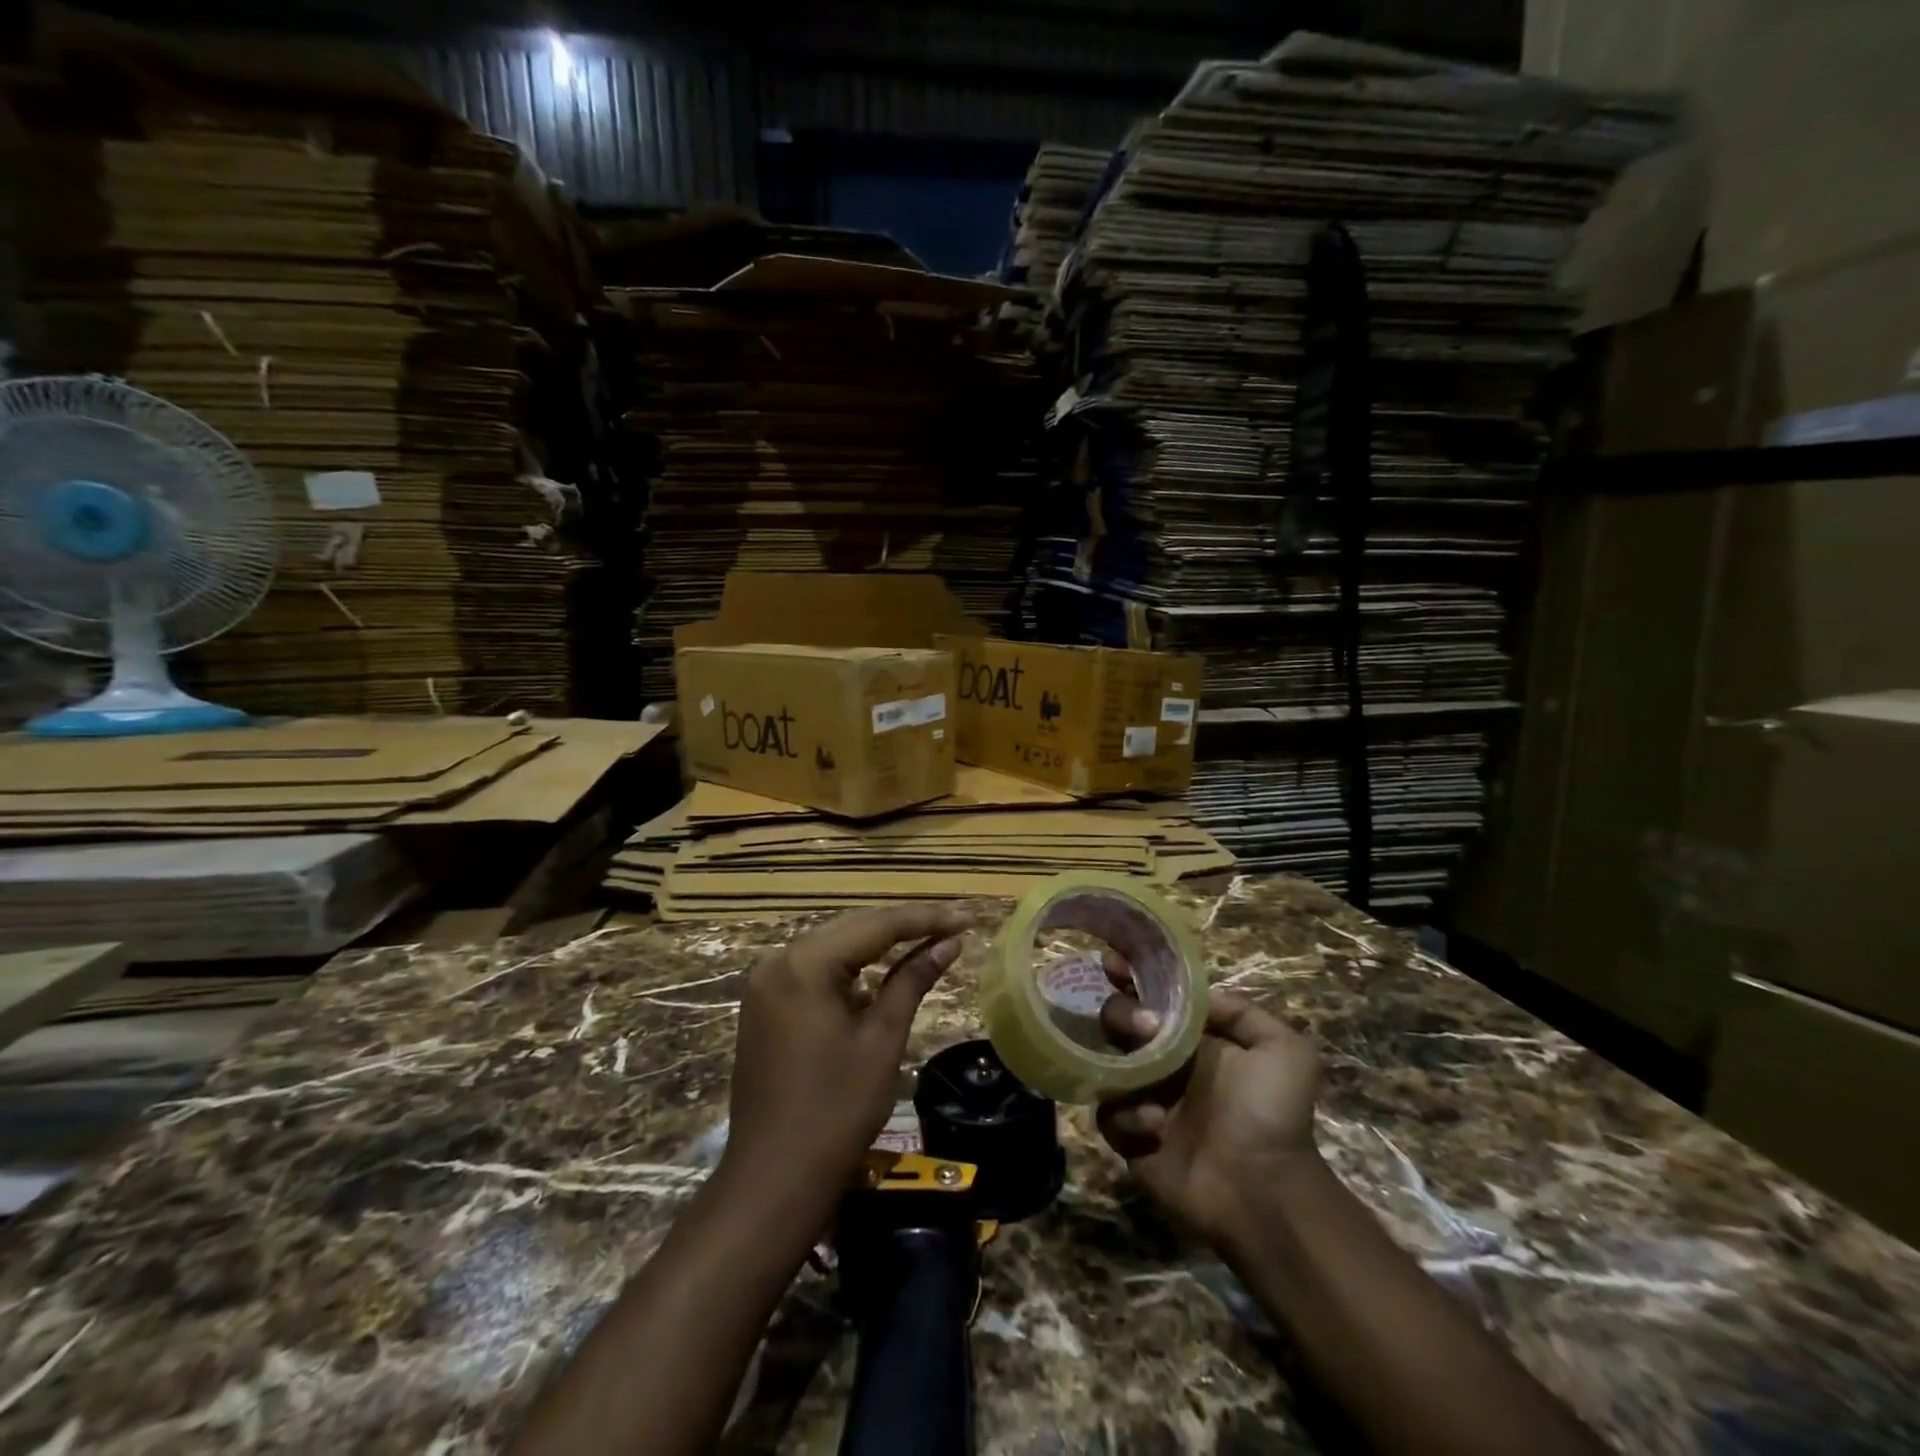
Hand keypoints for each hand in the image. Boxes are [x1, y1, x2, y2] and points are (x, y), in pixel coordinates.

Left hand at [718, 903, 970, 1217]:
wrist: (773, 1181)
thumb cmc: (836, 1111)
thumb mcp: (882, 1040)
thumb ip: (913, 981)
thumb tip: (950, 943)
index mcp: (805, 964)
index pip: (876, 925)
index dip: (926, 919)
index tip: (968, 916)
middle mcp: (779, 962)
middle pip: (853, 929)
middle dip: (904, 926)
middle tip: (954, 925)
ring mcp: (767, 985)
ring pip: (834, 947)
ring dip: (879, 945)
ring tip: (928, 940)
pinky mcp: (766, 1007)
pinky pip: (816, 971)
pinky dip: (852, 969)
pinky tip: (882, 973)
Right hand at [1097, 955, 1322, 1246]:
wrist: (1265, 1190)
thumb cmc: (1271, 1114)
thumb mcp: (1283, 1049)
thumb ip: (1241, 1011)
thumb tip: (1195, 997)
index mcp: (1193, 1038)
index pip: (1153, 996)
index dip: (1130, 976)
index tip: (1111, 963)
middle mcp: (1164, 1062)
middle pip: (1119, 1020)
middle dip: (1122, 1014)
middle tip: (1143, 1028)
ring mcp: (1143, 1099)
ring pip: (1106, 1063)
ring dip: (1122, 1065)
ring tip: (1152, 1089)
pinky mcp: (1129, 1139)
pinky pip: (1108, 1114)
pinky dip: (1126, 1116)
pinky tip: (1156, 1126)